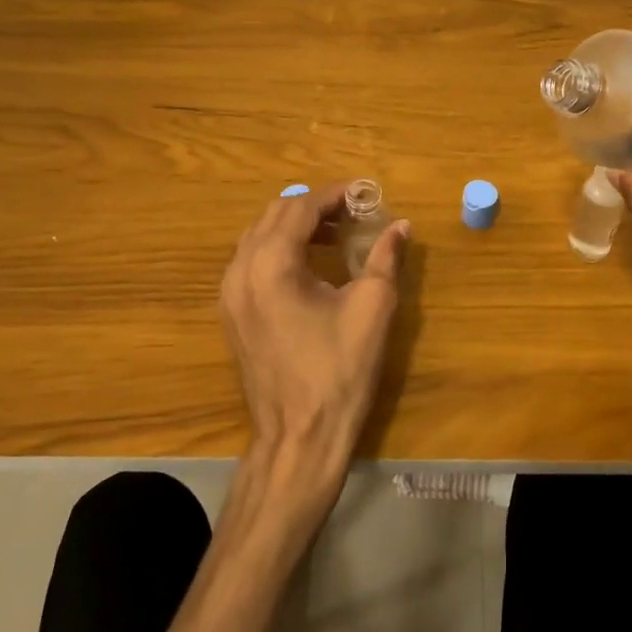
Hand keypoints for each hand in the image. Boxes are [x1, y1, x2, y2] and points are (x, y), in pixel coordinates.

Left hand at [219, 183, 409, 505]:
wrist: (299, 437)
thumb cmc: (339, 371)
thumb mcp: (372, 308)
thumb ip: (386, 258)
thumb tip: (401, 225)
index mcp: (271, 264)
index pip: (301, 208)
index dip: (335, 195)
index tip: (365, 193)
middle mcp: (240, 271)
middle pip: (274, 214)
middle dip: (315, 206)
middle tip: (354, 212)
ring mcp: (229, 294)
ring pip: (259, 235)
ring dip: (295, 225)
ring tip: (337, 234)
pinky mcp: (232, 313)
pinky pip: (251, 260)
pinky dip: (280, 248)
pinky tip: (311, 263)